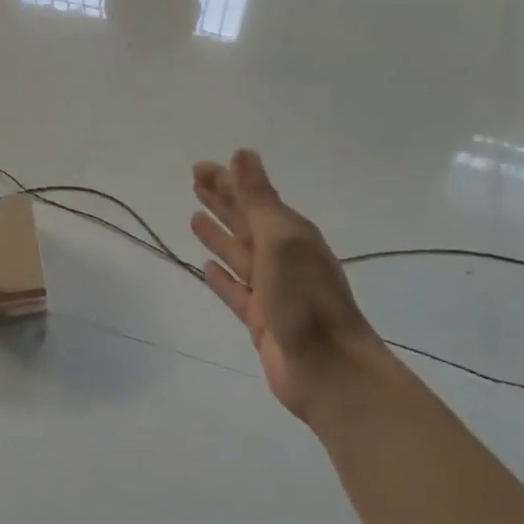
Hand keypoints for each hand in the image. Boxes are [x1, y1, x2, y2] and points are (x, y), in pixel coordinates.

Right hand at [191, 150, 384, 420]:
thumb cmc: (305, 301)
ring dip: (219, 235)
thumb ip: (259, 200)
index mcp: (291, 234)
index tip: (200, 168)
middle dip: (223, 202)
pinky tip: (206, 266)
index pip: (253, 198)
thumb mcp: (281, 241)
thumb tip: (242, 154)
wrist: (329, 370)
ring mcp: (272, 289)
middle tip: (194, 183)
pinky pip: (235, 290)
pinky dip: (221, 276)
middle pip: (246, 222)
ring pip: (238, 254)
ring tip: (194, 218)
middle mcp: (282, 257)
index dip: (228, 182)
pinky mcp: (261, 318)